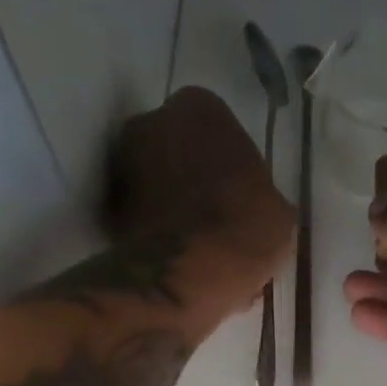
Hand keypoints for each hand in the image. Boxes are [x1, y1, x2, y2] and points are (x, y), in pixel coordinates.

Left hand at [109, 87, 294, 307]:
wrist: (181, 278)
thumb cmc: (240, 231)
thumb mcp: (279, 214)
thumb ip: (262, 195)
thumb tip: (258, 208)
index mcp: (200, 107)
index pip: (218, 129)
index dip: (230, 166)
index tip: (240, 198)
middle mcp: (152, 122)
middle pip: (180, 152)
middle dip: (195, 181)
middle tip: (217, 221)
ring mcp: (122, 166)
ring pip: (158, 185)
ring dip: (174, 208)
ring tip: (199, 249)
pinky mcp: (107, 211)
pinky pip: (141, 219)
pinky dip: (156, 235)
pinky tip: (179, 263)